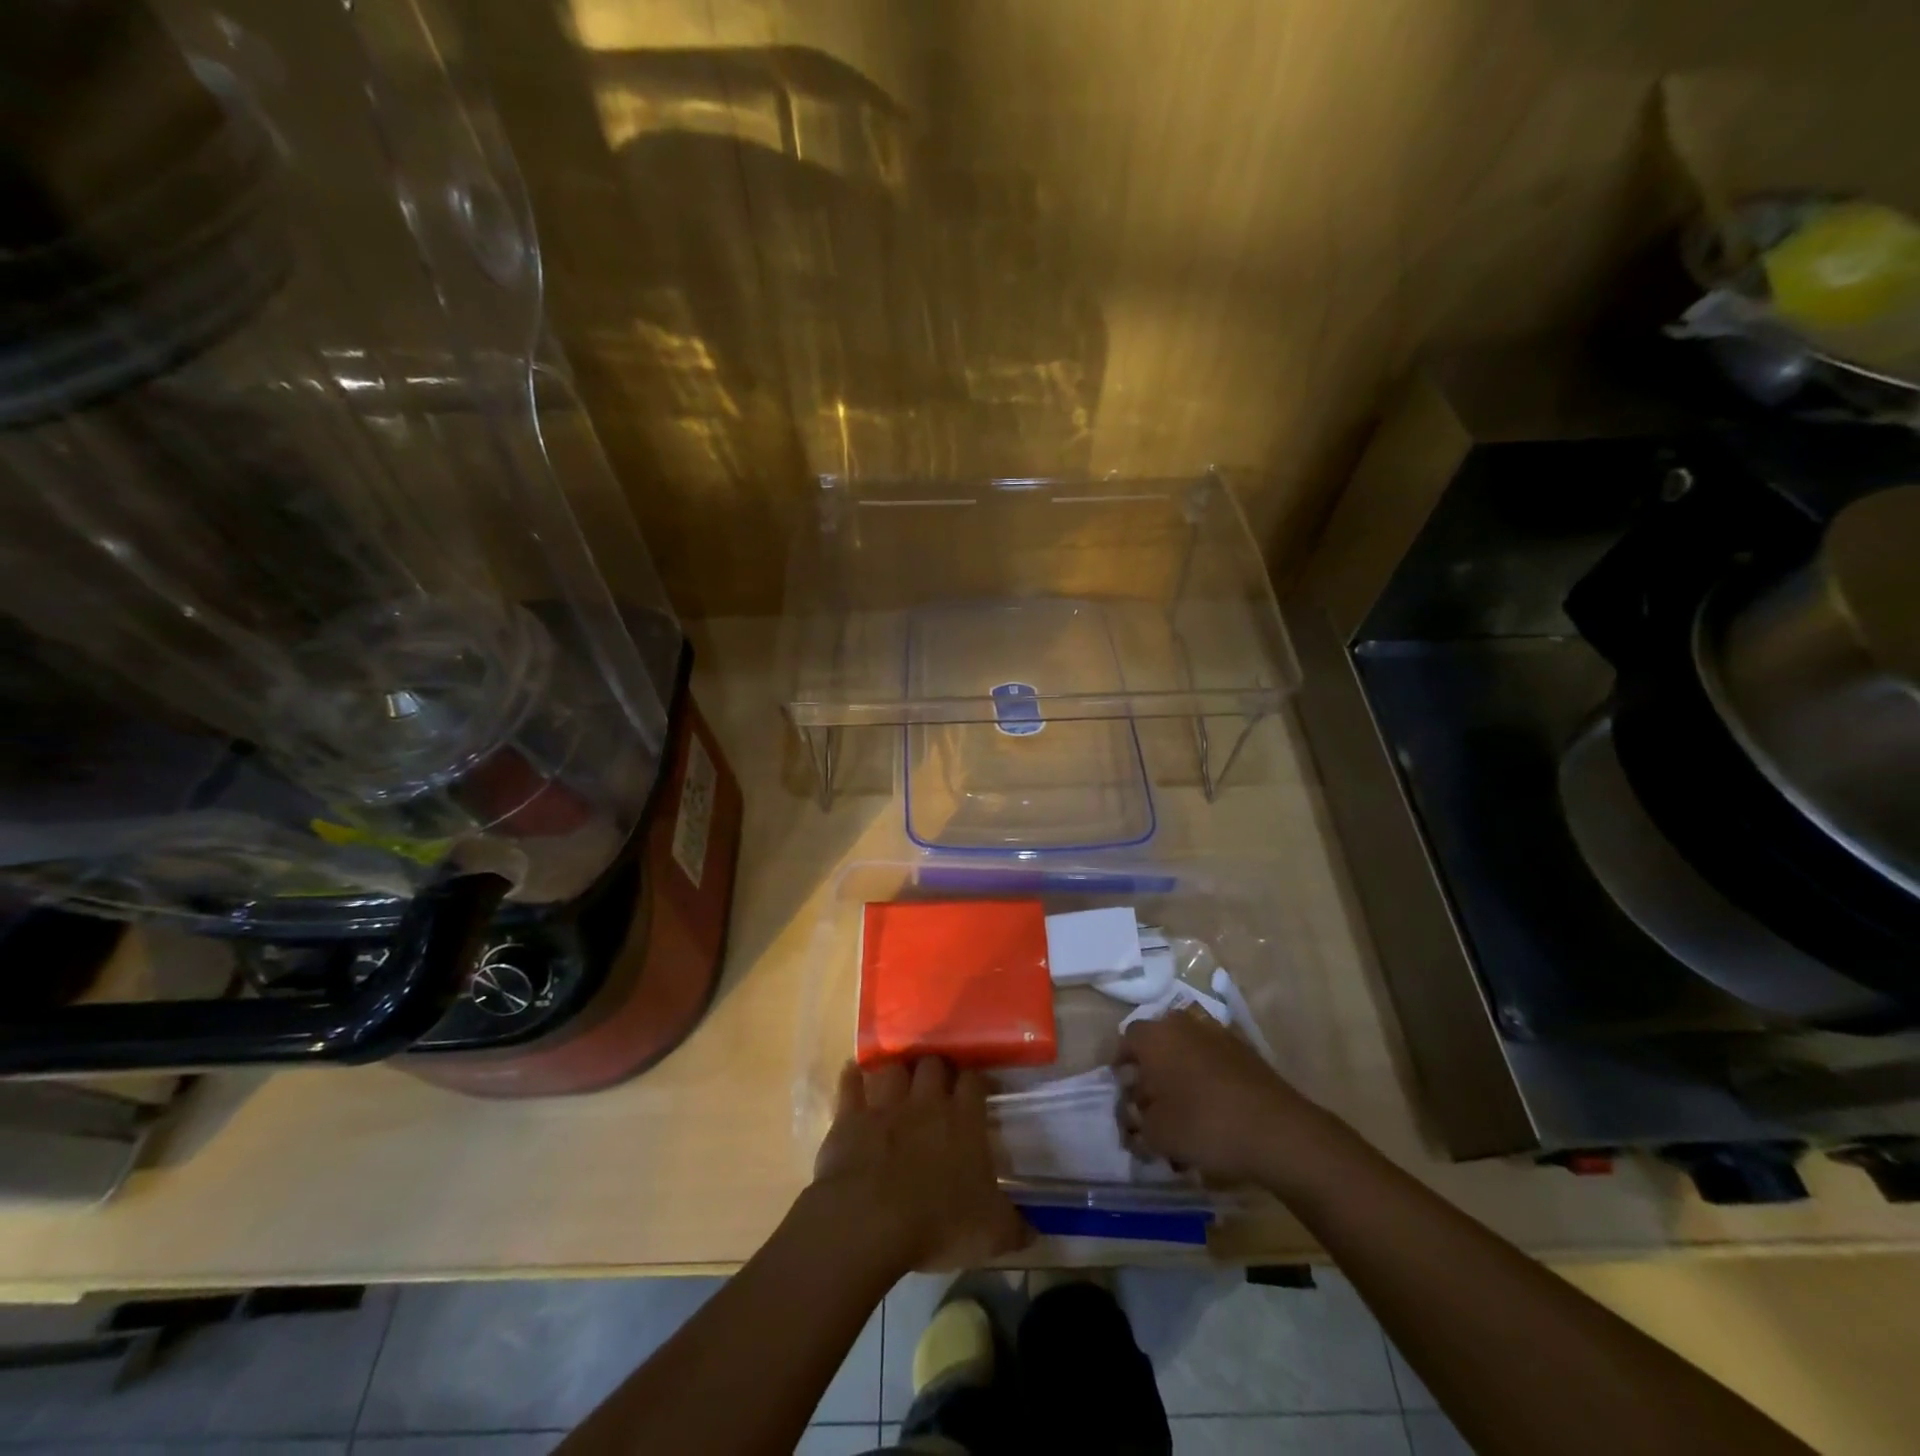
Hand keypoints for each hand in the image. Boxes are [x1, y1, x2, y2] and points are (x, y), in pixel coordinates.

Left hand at [811, 1058, 1031, 1272]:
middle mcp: (926, 1101)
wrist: (868, 1221)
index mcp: (963, 1120)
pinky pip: (850, 1084)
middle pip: (933, 1064)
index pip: (974, 1081)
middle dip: (936, 1068)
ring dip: (896, 1070)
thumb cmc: (937, 1224)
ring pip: (894, 1067)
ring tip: (898, 1078)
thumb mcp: (990, 1235)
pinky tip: (853, 1075)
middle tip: (937, 1083)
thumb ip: (1014, 1227)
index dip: (976, 1080)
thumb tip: (1034, 1230)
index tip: (979, 1088)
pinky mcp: (849, 1116)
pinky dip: (852, 1078)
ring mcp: (885, 1105)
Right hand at [1117, 1010, 1328, 1184]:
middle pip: (1157, 1043)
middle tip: (1151, 1103)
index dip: (1122, 1067)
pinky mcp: (1244, 1051)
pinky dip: (1206, 1080)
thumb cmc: (1204, 1125)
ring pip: (1186, 1051)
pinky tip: (1212, 1113)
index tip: (1124, 1094)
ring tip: (1183, 1113)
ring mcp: (1217, 1034)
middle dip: (1151, 1071)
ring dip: (1179, 1075)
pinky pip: (1212, 1061)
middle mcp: (1182, 1025)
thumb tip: (1134, 1119)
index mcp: (1155, 1036)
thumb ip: (1137, 1124)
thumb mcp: (1157, 1134)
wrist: (1277, 1130)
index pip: (1126, 1040)